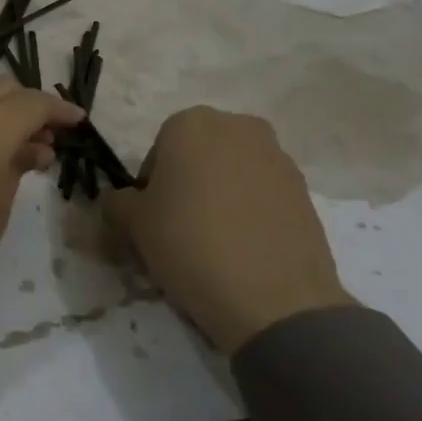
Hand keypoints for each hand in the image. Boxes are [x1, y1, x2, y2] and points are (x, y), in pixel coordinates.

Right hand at [103, 106, 354, 353]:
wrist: (273, 297)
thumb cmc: (189, 244)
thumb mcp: (132, 224)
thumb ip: (117, 202)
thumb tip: (120, 201)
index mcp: (191, 123)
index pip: (157, 151)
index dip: (149, 187)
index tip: (150, 220)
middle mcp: (238, 127)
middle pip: (198, 156)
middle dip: (186, 185)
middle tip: (178, 229)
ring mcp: (278, 156)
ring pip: (232, 174)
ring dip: (219, 198)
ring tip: (213, 244)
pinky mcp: (305, 190)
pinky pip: (262, 195)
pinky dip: (249, 213)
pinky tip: (243, 250)